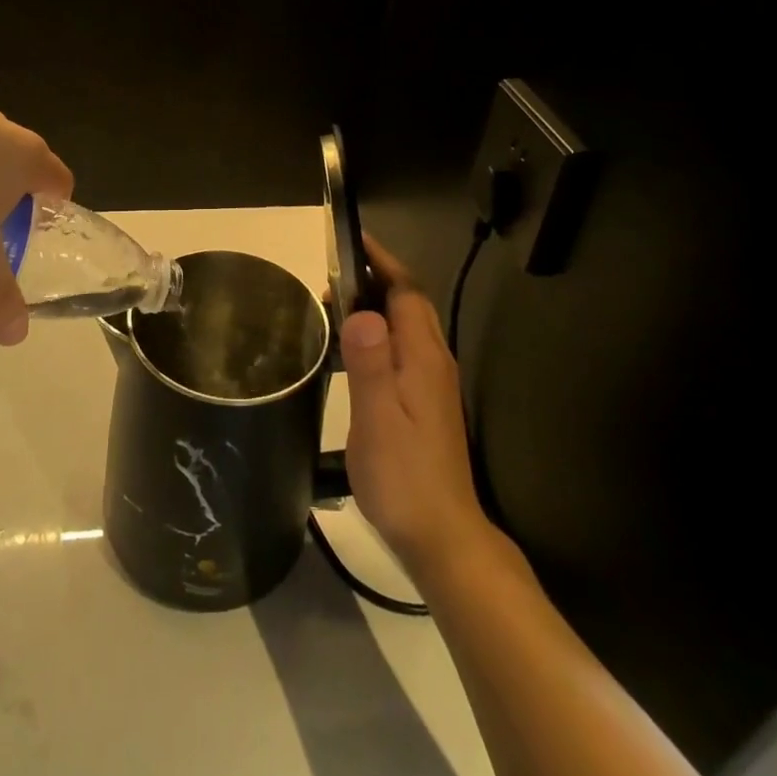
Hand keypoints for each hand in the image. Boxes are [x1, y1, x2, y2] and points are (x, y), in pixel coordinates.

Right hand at [340, 235, 494, 580]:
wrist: (443, 537)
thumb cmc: (404, 477)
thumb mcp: (377, 419)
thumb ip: (370, 363)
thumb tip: (361, 311)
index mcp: (423, 358)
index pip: (406, 291)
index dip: (382, 261)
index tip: (353, 238)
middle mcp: (434, 362)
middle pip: (411, 303)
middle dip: (377, 278)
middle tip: (333, 275)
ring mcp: (434, 383)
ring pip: (409, 326)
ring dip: (377, 305)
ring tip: (336, 305)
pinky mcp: (427, 403)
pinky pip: (404, 348)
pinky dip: (380, 332)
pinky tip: (355, 351)